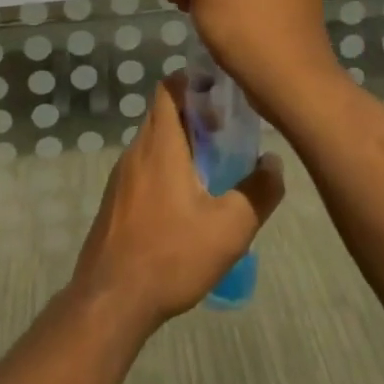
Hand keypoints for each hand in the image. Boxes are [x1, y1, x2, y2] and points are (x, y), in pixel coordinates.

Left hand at [70, 76, 283, 333]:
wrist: (110, 302)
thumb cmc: (171, 255)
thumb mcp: (230, 228)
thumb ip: (258, 191)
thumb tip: (273, 163)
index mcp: (160, 145)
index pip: (170, 88)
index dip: (195, 81)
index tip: (223, 93)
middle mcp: (136, 151)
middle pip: (163, 114)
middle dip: (195, 115)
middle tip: (228, 133)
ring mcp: (121, 178)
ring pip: (154, 143)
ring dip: (181, 144)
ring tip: (213, 169)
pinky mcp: (115, 202)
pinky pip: (144, 169)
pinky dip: (166, 169)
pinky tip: (186, 203)